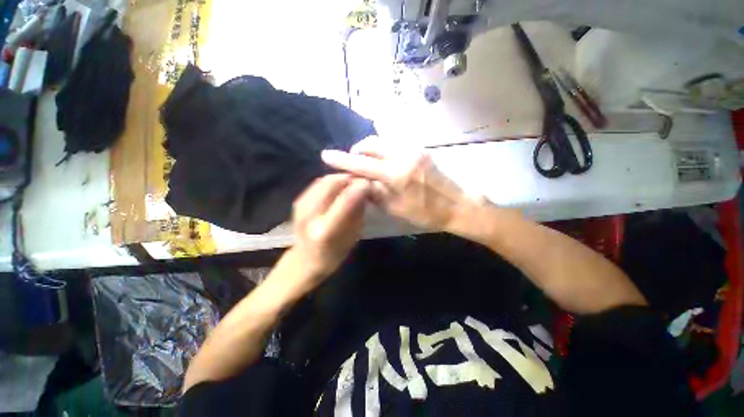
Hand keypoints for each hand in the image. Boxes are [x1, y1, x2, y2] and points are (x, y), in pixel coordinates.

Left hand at [290, 174, 369, 281]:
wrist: (305, 261)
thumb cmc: (334, 254)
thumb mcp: (352, 237)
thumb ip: (357, 212)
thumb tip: (365, 189)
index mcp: (325, 231)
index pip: (345, 200)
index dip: (359, 187)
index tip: (370, 183)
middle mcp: (309, 215)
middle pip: (331, 183)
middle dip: (350, 178)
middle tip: (362, 181)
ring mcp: (300, 206)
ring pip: (324, 180)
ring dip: (341, 178)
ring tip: (353, 183)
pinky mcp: (298, 201)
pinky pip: (318, 183)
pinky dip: (332, 181)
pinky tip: (340, 187)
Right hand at [321, 136, 470, 231]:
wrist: (458, 205)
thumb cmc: (426, 213)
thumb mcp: (396, 208)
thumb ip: (375, 193)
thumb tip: (360, 182)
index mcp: (396, 174)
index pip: (362, 164)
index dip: (342, 160)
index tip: (326, 155)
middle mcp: (403, 156)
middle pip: (371, 144)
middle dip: (357, 150)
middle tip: (352, 163)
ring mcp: (413, 150)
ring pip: (383, 142)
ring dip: (370, 150)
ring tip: (366, 164)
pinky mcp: (420, 150)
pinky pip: (394, 145)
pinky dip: (382, 151)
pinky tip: (383, 164)